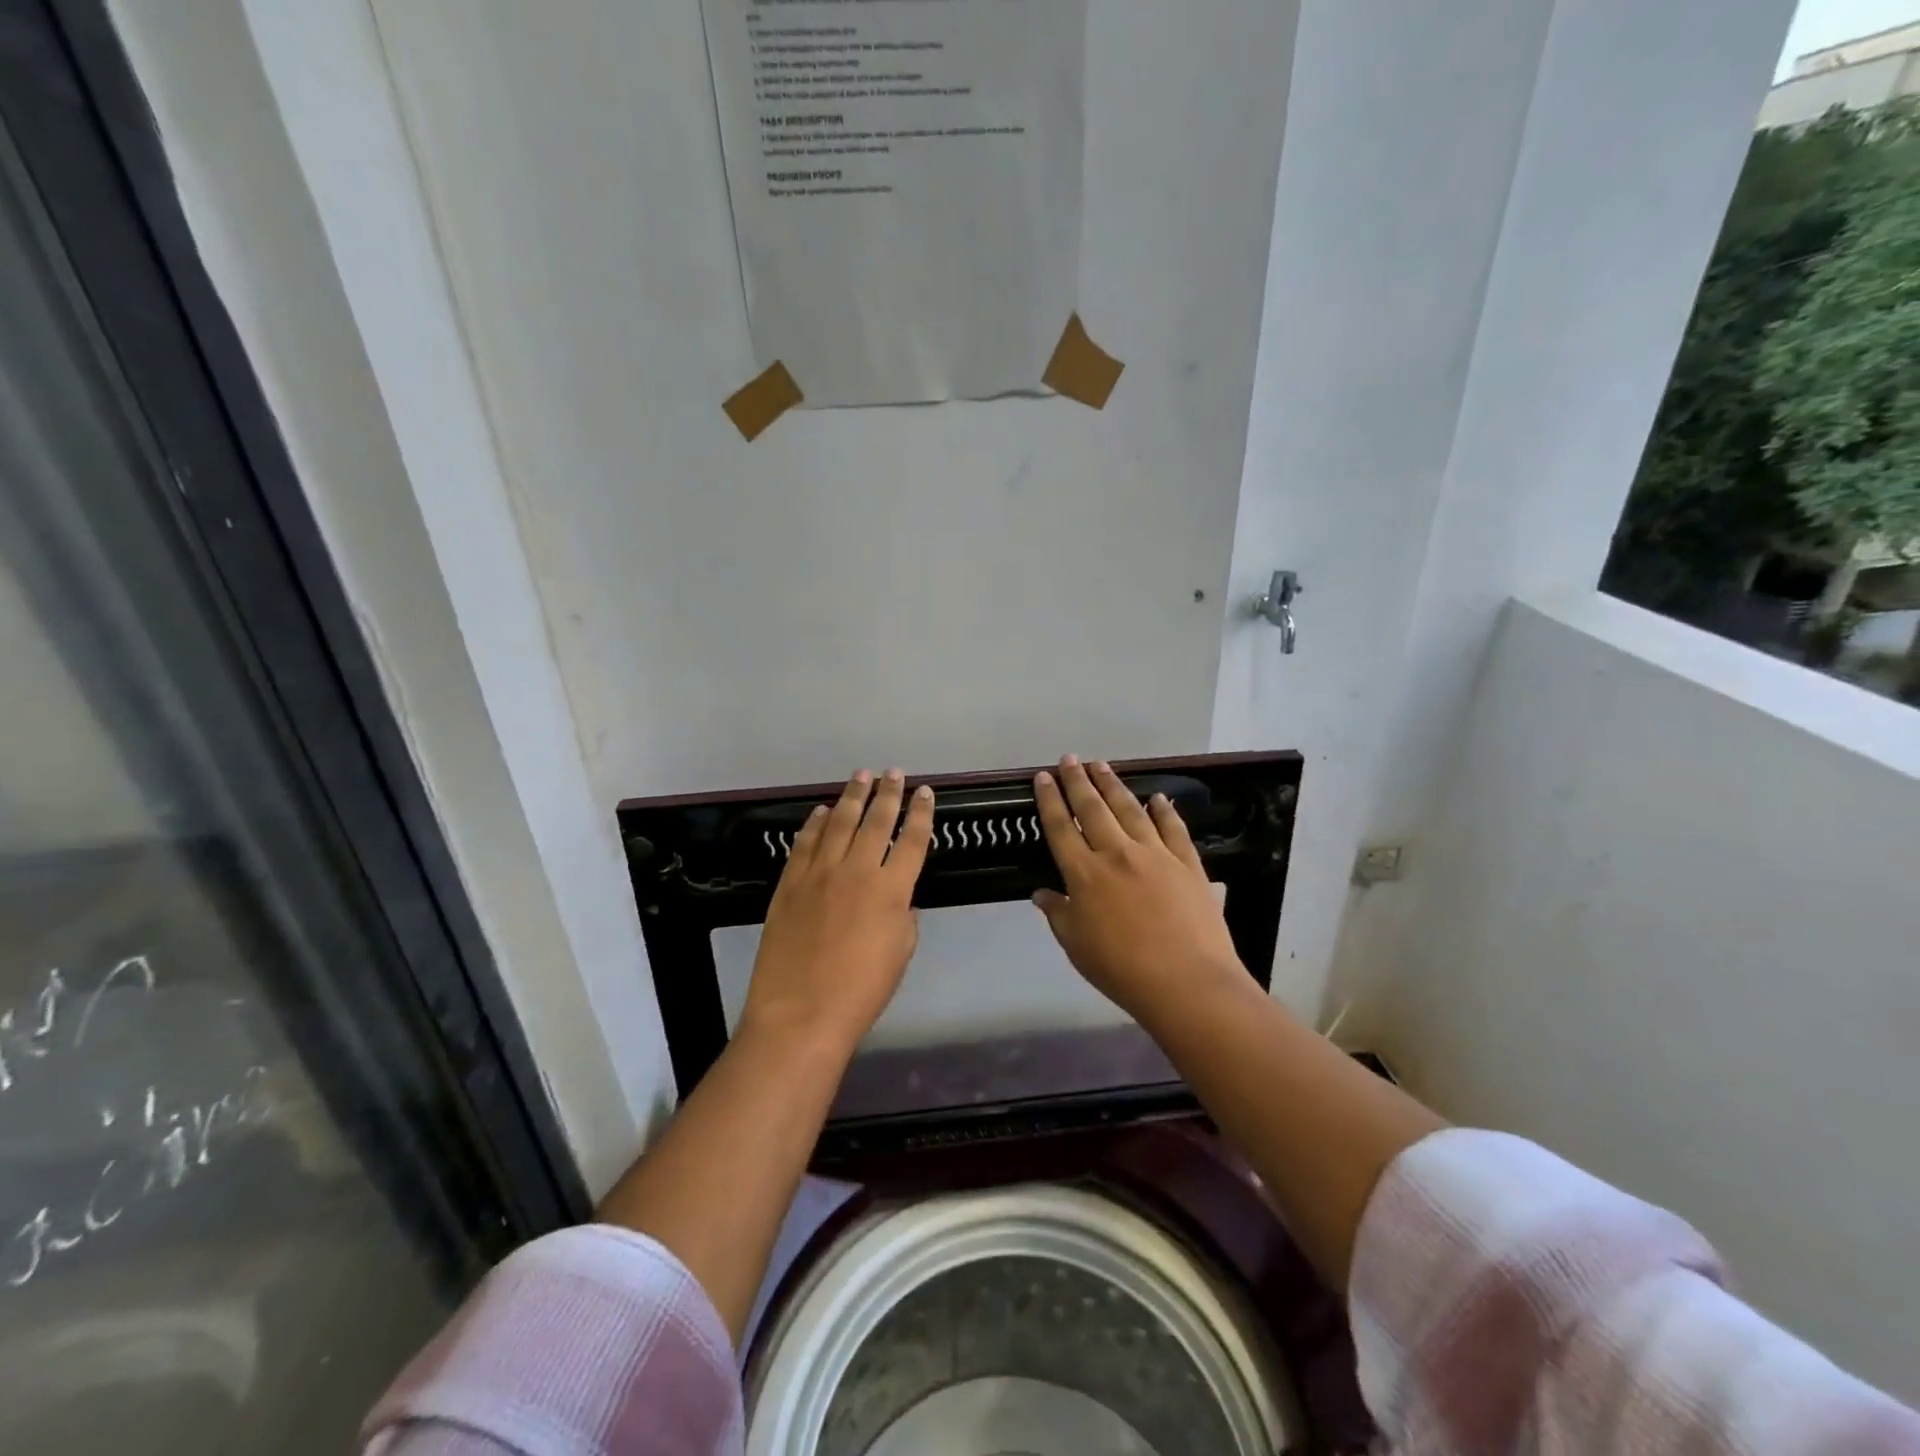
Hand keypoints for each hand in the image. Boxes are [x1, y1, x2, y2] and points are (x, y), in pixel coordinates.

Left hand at [739, 769, 935, 1057]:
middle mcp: (857, 870)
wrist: (801, 1013)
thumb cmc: (861, 991)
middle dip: (888, 794)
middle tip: (894, 774)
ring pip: (840, 823)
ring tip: (861, 776)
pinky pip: (805, 842)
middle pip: (877, 821)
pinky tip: (823, 811)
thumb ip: (902, 916)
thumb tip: (897, 897)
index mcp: (892, 890)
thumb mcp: (899, 953)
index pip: (913, 841)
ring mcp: (820, 873)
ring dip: (853, 797)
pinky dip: (816, 823)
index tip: (926, 793)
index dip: (922, 814)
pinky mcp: (790, 883)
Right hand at [1033, 756, 1249, 1024]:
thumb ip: (1058, 915)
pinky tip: (1157, 798)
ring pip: (1129, 810)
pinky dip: (1164, 811)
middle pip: (1092, 809)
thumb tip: (1041, 894)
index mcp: (1084, 874)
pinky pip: (1173, 828)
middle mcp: (1116, 854)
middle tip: (1070, 759)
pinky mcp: (1187, 863)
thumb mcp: (1076, 946)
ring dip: (1113, 785)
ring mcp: (1155, 854)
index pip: (1060, 828)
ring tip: (1102, 765)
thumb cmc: (1122, 970)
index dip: (1050, 800)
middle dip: (1078, 781)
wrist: (1187, 982)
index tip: (1043, 777)